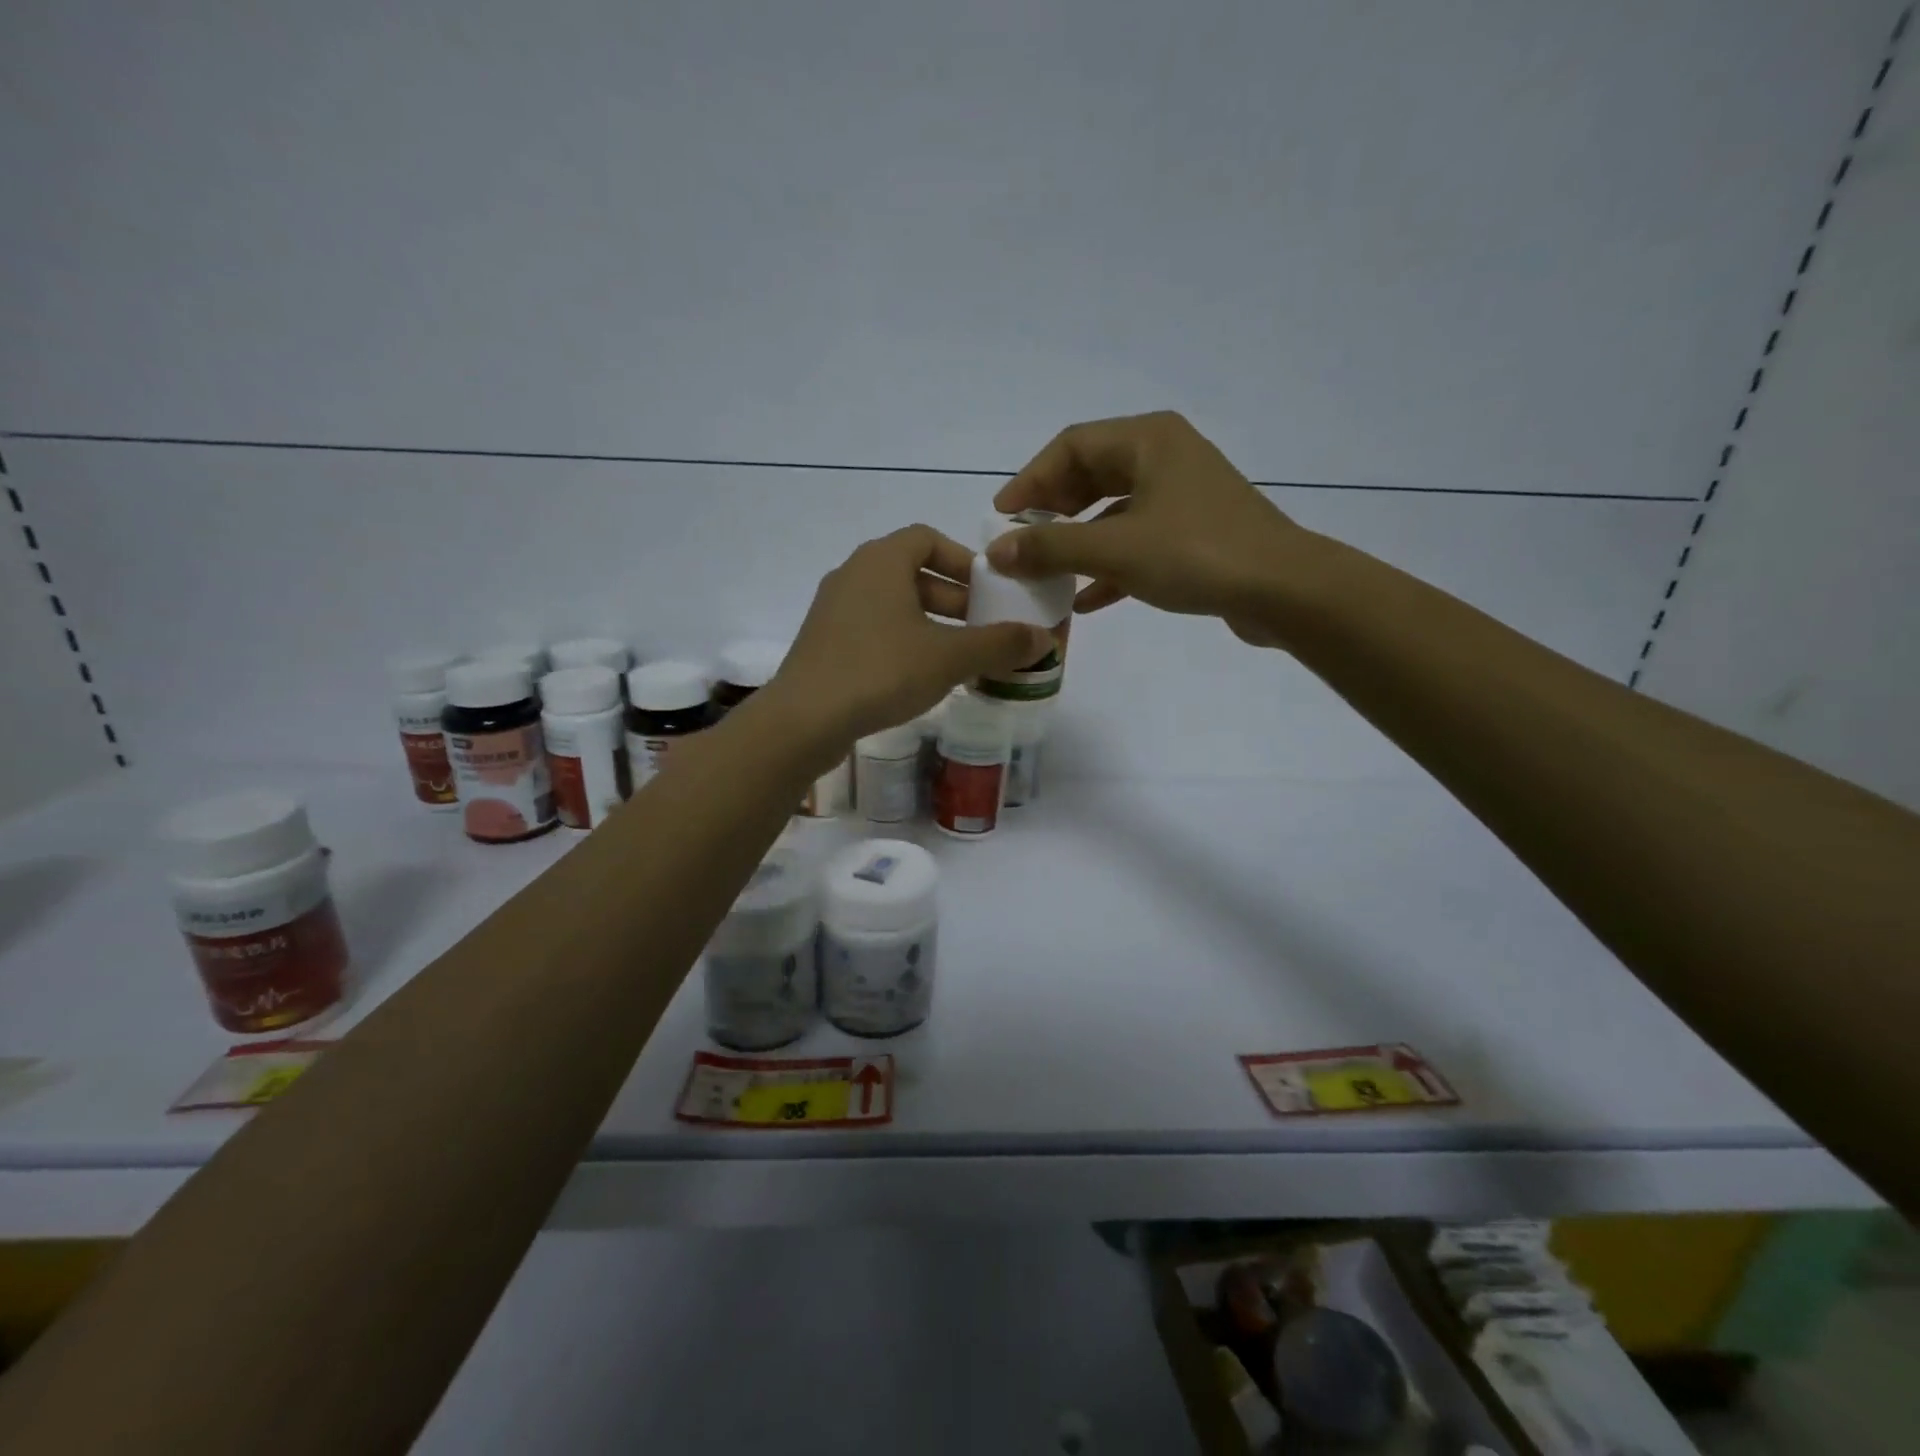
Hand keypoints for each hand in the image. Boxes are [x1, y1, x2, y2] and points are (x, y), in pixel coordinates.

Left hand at [772, 525, 1051, 743]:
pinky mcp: (823, 643)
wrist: (804, 719)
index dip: (963, 560)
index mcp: (881, 561)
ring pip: (893, 605)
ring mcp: (833, 610)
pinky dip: (902, 641)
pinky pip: (872, 629)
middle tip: (982, 628)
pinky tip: (919, 677)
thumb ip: (999, 644)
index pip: (928, 538)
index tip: (988, 590)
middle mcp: (853, 574)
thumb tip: (1044, 638)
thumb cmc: (881, 671)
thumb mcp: (949, 657)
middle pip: (912, 573)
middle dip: (953, 598)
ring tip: (958, 657)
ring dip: (929, 623)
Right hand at [989, 411, 1314, 645]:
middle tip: (1023, 543)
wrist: (1283, 590)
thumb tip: (996, 551)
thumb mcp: (1115, 549)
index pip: (1071, 446)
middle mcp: (1165, 457)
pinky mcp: (1195, 532)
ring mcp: (1183, 495)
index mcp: (1147, 440)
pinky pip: (1137, 541)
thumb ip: (1051, 548)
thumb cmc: (1196, 554)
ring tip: (1047, 572)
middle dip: (1053, 511)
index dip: (1031, 480)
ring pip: (1114, 511)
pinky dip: (1109, 565)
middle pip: (1092, 475)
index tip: (1003, 517)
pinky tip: (1085, 601)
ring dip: (1078, 542)